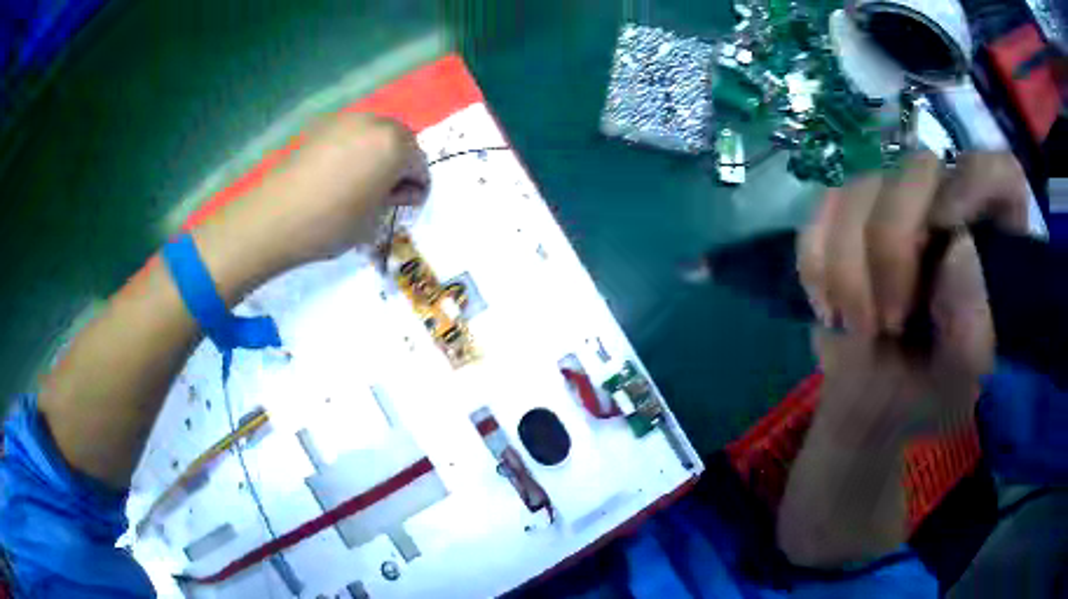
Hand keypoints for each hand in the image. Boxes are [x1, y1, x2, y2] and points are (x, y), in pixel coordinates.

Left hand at [203, 113, 428, 278]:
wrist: (276, 218)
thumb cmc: (332, 224)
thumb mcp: (373, 220)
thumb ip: (393, 199)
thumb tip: (398, 189)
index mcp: (396, 145)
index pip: (420, 165)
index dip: (416, 188)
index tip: (403, 206)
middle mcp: (376, 123)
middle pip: (401, 142)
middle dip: (398, 165)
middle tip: (384, 193)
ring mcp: (347, 120)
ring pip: (375, 134)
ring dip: (376, 154)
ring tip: (360, 182)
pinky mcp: (323, 125)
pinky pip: (351, 134)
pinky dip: (353, 149)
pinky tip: (338, 173)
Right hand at [797, 151, 1028, 438]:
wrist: (875, 399)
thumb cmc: (930, 392)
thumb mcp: (961, 376)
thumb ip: (972, 324)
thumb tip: (958, 248)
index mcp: (994, 238)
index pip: (1001, 172)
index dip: (975, 187)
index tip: (947, 238)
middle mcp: (949, 199)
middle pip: (917, 168)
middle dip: (891, 246)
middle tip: (888, 321)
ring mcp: (896, 199)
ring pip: (858, 188)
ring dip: (847, 270)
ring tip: (859, 328)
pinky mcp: (849, 212)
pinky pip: (819, 213)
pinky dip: (817, 267)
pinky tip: (832, 308)